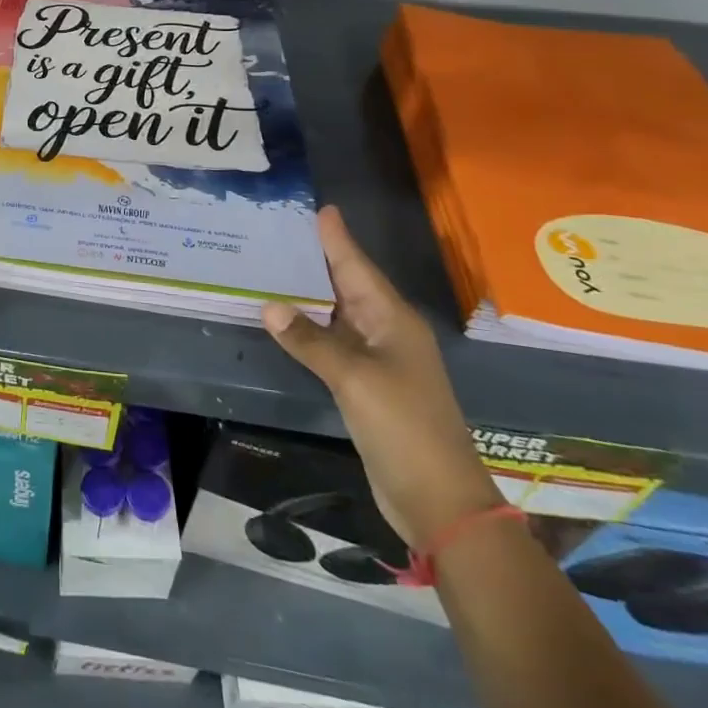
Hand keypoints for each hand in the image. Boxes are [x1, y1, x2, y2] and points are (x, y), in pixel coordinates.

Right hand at [262, 207, 500, 549]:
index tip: (322, 209)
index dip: (338, 239)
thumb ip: (310, 341)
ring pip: (339, 314)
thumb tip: (269, 306)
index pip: (357, 268)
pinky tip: (288, 321)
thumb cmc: (403, 426)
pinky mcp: (367, 385)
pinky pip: (333, 343)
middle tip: (284, 231)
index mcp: (393, 320)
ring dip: (311, 294)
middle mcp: (387, 332)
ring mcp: (378, 360)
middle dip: (320, 259)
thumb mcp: (354, 378)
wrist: (438, 498)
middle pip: (348, 285)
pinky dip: (311, 328)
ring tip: (276, 267)